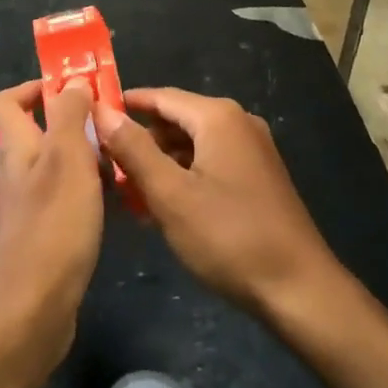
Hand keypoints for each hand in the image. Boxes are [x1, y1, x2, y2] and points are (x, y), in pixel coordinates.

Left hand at [0, 80, 104, 375]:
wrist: (28, 316)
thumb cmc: (52, 229)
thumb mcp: (67, 160)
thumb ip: (69, 116)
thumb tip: (72, 80)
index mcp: (16, 150)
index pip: (8, 101)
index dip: (35, 87)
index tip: (74, 89)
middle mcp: (12, 176)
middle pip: (34, 134)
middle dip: (70, 124)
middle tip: (109, 127)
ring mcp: (21, 211)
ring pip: (50, 169)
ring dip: (80, 160)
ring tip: (117, 164)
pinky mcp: (35, 242)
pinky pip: (57, 202)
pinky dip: (80, 194)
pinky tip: (107, 207)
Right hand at [93, 87, 340, 322]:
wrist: (300, 290)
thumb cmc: (229, 238)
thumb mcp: (171, 195)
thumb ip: (133, 149)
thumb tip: (101, 111)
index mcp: (218, 116)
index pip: (159, 96)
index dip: (123, 106)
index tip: (87, 119)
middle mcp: (237, 122)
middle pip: (175, 120)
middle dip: (139, 141)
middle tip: (102, 166)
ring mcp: (251, 150)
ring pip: (191, 145)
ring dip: (158, 164)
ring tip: (125, 193)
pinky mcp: (257, 176)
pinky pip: (208, 163)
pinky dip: (182, 177)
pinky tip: (160, 208)